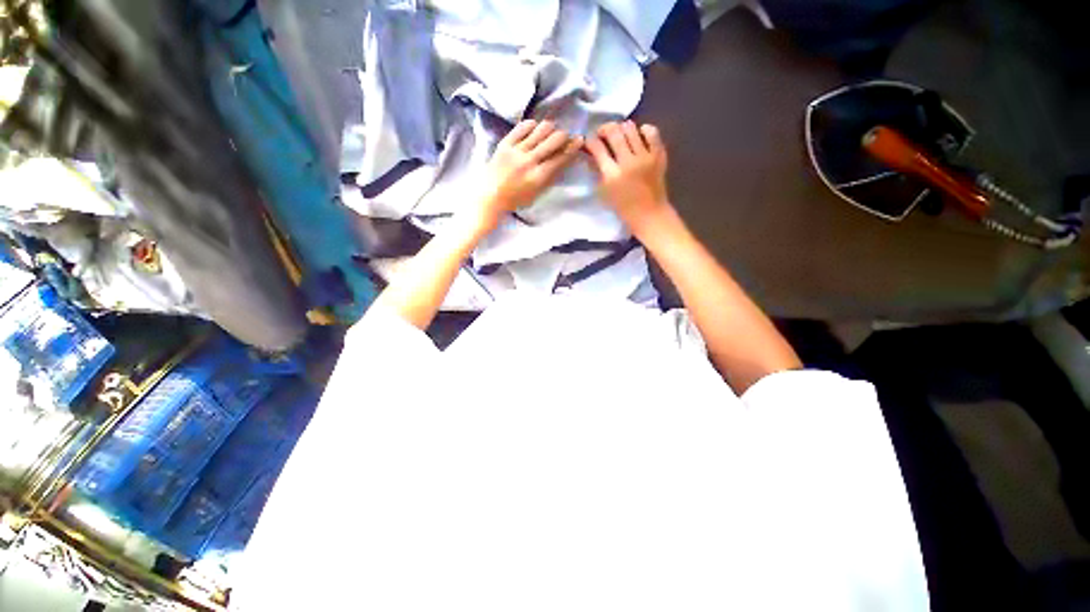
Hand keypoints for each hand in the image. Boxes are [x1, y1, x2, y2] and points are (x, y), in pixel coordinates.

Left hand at [473, 119, 582, 229]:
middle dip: (563, 136)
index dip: (573, 147)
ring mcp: (516, 151)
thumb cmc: (516, 199)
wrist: (490, 196)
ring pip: (540, 129)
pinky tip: (534, 129)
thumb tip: (564, 160)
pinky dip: (532, 125)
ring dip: (549, 128)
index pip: (560, 158)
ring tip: (549, 132)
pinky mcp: (505, 144)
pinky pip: (522, 127)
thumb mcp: (537, 193)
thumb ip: (550, 177)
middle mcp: (529, 161)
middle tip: (563, 137)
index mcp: (538, 177)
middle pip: (553, 140)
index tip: (579, 139)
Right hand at [584, 121, 670, 234]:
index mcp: (612, 175)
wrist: (650, 214)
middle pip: (614, 132)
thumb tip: (592, 155)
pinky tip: (639, 136)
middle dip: (604, 129)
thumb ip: (598, 172)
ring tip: (620, 134)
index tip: (589, 141)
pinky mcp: (659, 155)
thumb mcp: (605, 193)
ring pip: (631, 128)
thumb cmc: (624, 208)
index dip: (590, 141)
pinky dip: (643, 130)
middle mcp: (628, 162)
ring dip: (622, 128)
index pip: (597, 148)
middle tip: (602, 133)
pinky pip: (651, 132)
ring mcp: (645, 157)